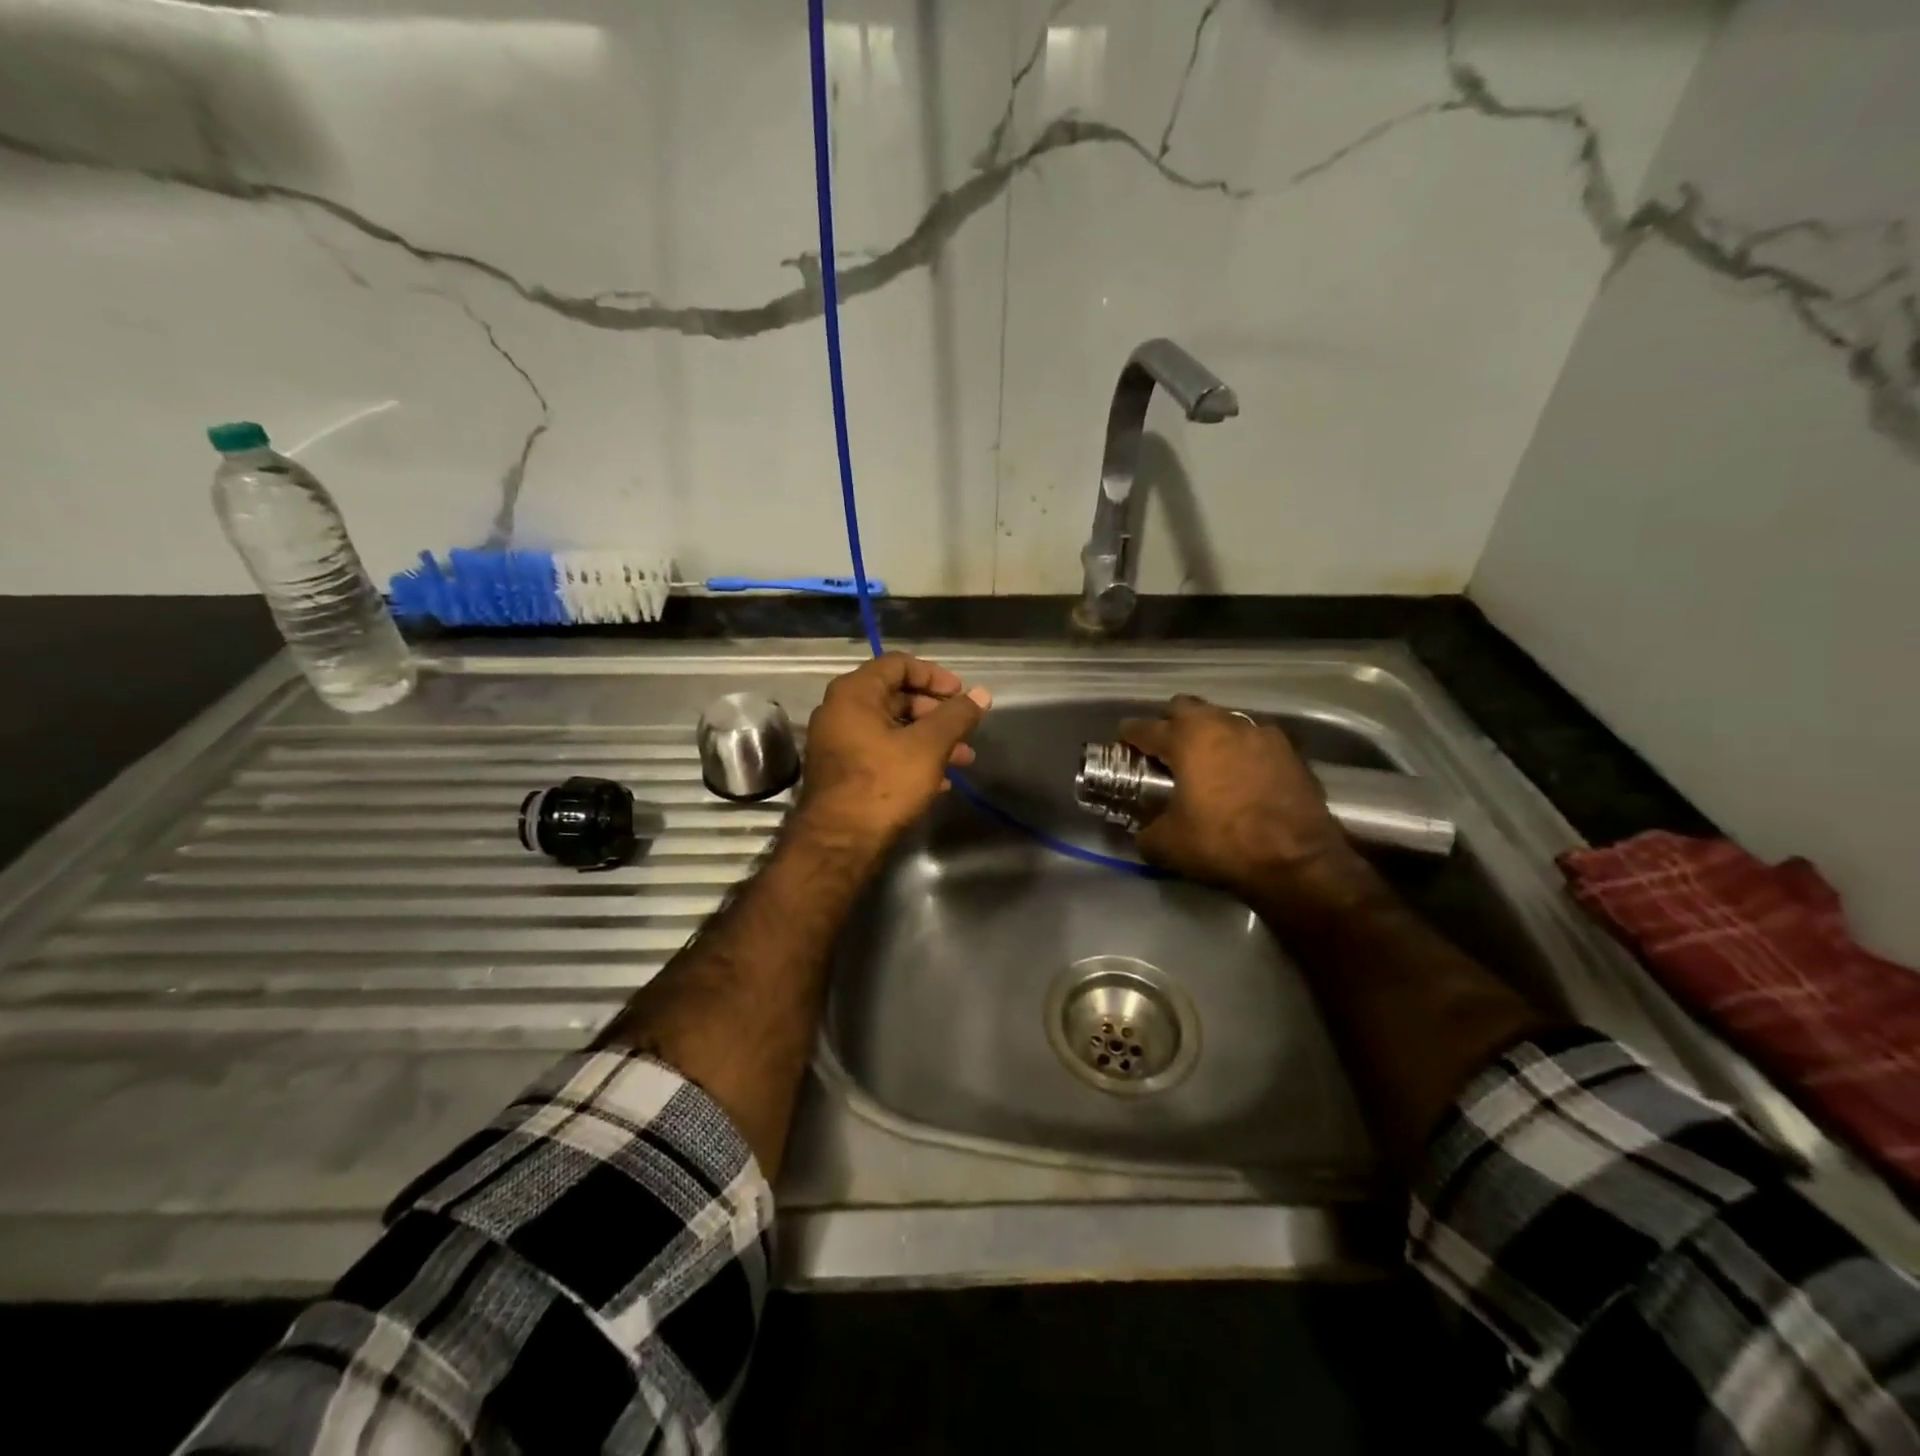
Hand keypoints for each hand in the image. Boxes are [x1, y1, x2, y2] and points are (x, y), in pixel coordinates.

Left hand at [796, 652, 991, 850]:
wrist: (839, 843)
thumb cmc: (883, 784)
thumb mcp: (928, 746)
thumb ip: (957, 716)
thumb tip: (982, 694)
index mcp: (854, 693)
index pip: (899, 664)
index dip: (935, 675)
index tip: (961, 694)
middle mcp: (840, 711)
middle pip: (896, 696)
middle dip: (936, 712)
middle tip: (964, 728)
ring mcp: (838, 743)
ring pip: (892, 728)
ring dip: (929, 738)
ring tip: (964, 759)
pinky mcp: (842, 772)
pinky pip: (881, 751)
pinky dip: (911, 757)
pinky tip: (940, 780)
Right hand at [1119, 695, 1373, 907]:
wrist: (1297, 860)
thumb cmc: (1222, 843)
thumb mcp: (1168, 845)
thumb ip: (1147, 832)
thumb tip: (1144, 832)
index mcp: (1187, 739)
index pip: (1146, 727)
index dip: (1130, 735)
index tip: (1123, 742)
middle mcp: (1224, 725)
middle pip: (1187, 708)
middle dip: (1171, 723)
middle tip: (1165, 749)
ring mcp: (1262, 734)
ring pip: (1224, 721)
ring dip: (1210, 735)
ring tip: (1205, 763)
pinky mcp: (1291, 752)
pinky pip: (1255, 741)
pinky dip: (1242, 752)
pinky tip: (1241, 777)